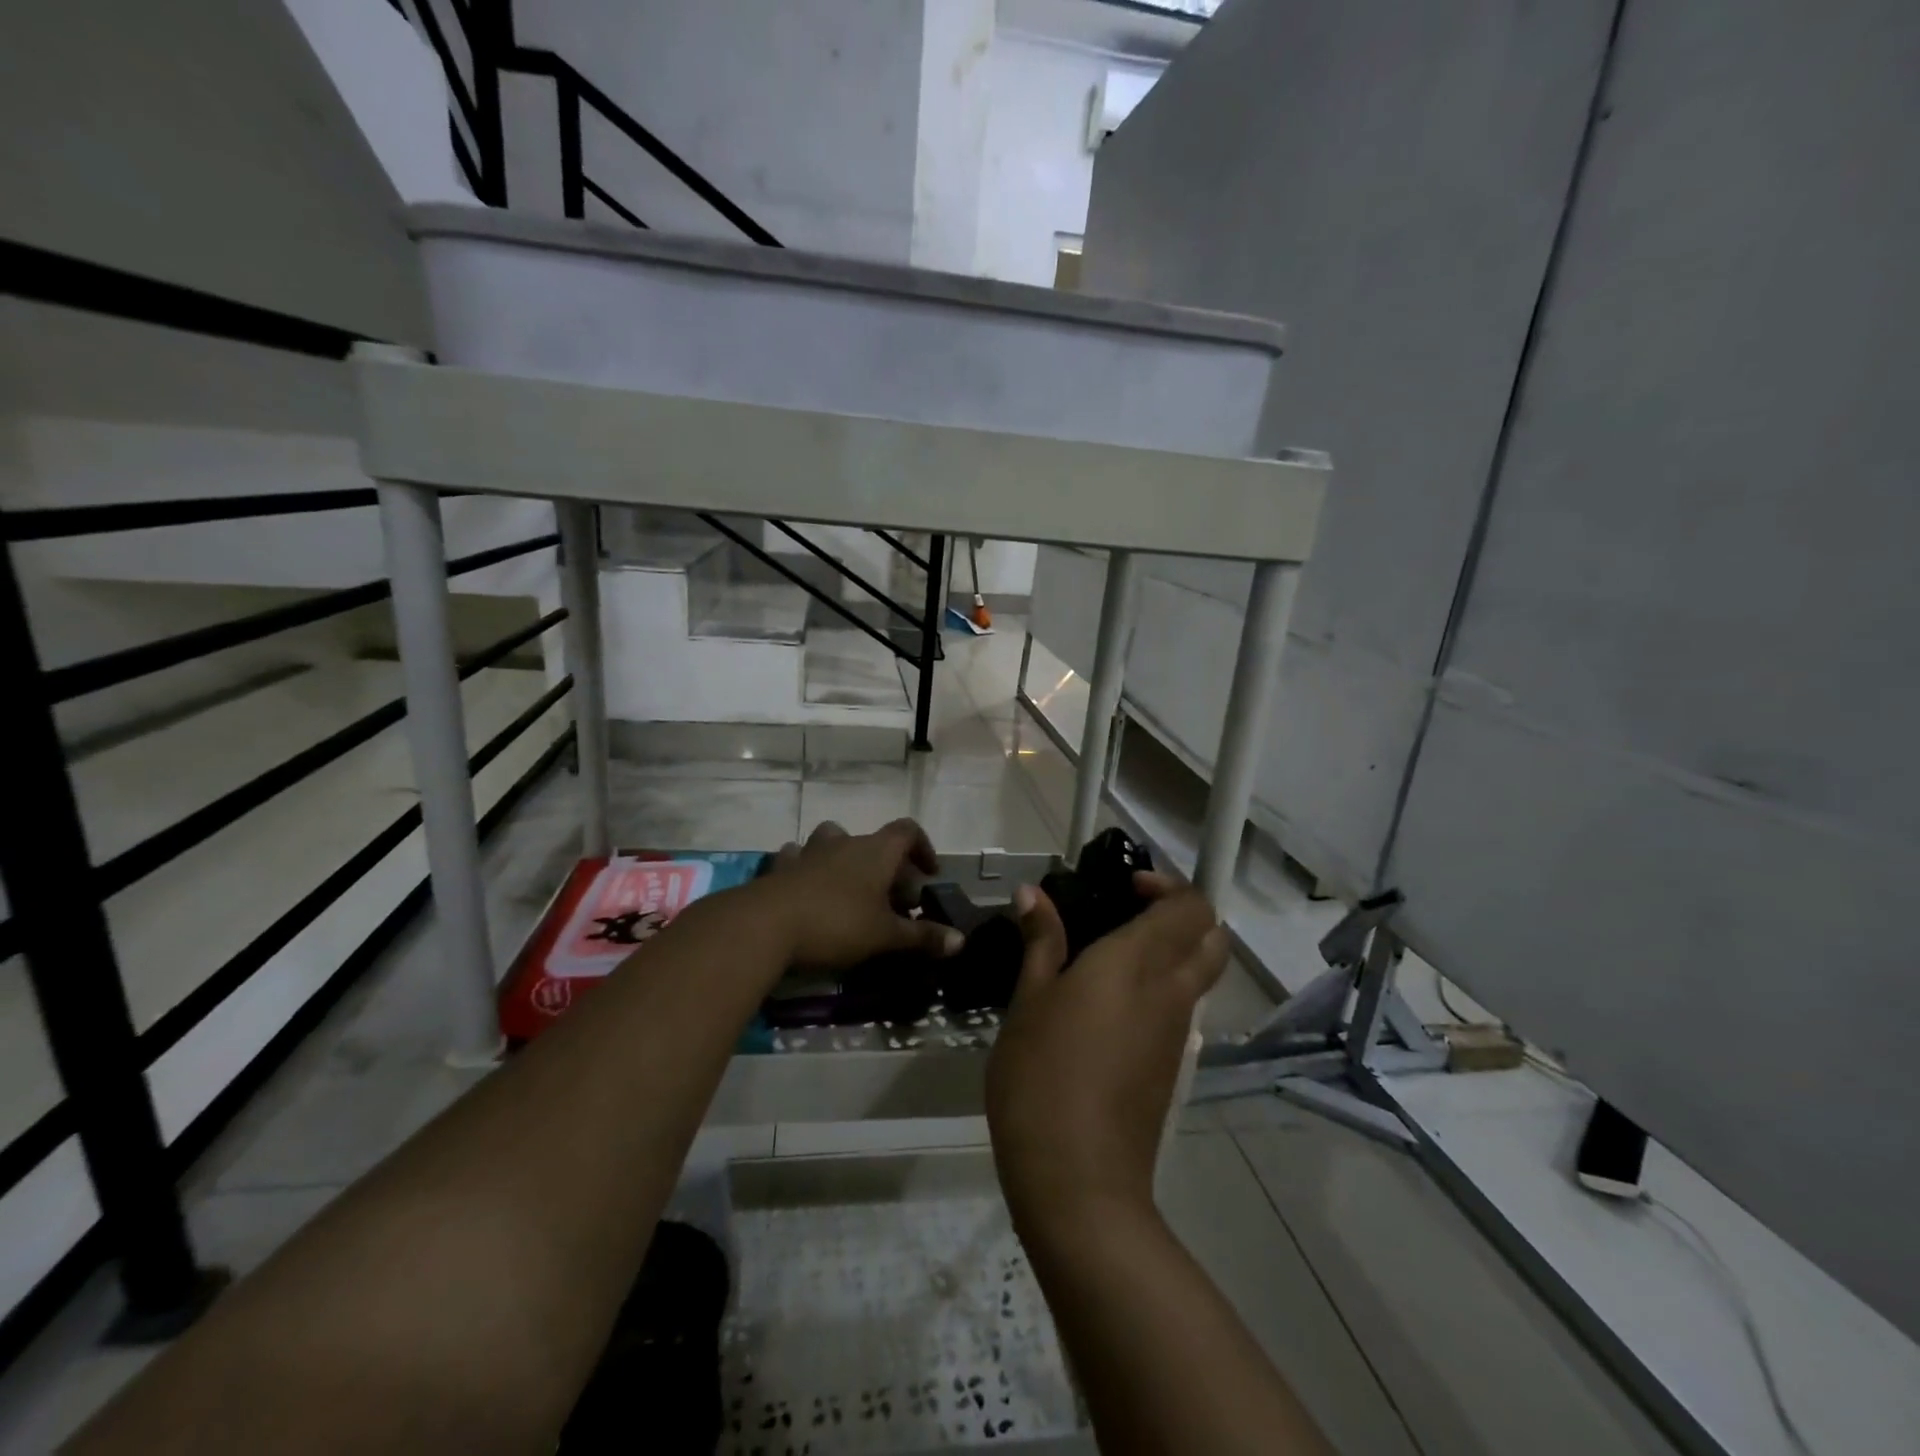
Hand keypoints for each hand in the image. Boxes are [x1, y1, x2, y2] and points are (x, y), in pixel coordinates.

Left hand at [755, 819, 963, 971]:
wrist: (766, 924)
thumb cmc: (837, 924)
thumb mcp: (885, 936)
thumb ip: (923, 937)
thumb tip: (961, 941)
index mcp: (876, 851)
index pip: (907, 830)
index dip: (922, 847)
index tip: (928, 872)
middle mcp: (845, 842)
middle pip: (873, 842)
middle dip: (886, 866)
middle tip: (892, 901)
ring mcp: (809, 852)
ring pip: (832, 841)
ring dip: (844, 859)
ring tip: (848, 891)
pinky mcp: (780, 868)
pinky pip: (797, 858)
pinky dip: (806, 869)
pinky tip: (806, 890)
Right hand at [986, 873, 1227, 1236]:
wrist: (1079, 1181)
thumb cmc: (1042, 1077)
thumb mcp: (1028, 1002)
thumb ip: (1040, 943)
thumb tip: (1033, 893)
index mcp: (1137, 963)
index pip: (1190, 906)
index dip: (1167, 885)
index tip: (1124, 887)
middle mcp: (1170, 990)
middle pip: (1210, 935)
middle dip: (1181, 912)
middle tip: (1128, 911)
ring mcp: (1177, 1032)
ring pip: (1201, 971)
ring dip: (1174, 948)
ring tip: (1110, 952)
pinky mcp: (1172, 1065)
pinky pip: (1183, 1006)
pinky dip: (1164, 984)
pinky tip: (1109, 1002)